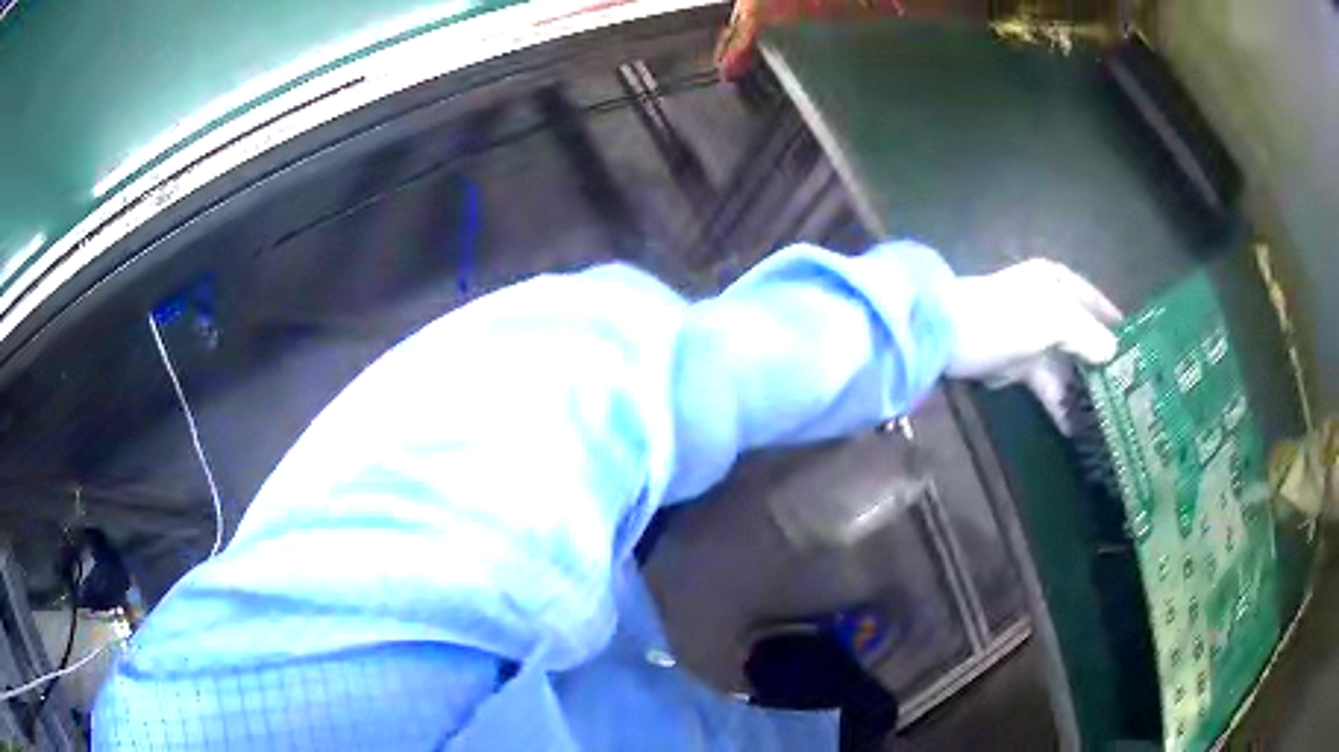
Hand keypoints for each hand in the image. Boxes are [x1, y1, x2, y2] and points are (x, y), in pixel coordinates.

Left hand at [940, 259, 1121, 432]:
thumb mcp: (1051, 319)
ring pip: (1067, 365)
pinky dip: (1060, 403)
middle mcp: (1047, 305)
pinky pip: (1047, 385)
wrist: (943, 336)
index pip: (1095, 302)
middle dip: (1103, 364)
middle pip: (1083, 337)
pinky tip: (1076, 427)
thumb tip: (1113, 351)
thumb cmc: (1002, 317)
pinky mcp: (1017, 365)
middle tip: (1129, 394)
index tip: (1139, 350)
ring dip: (1084, 390)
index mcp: (1055, 283)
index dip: (1115, 324)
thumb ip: (1086, 334)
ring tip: (1108, 419)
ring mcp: (1032, 337)